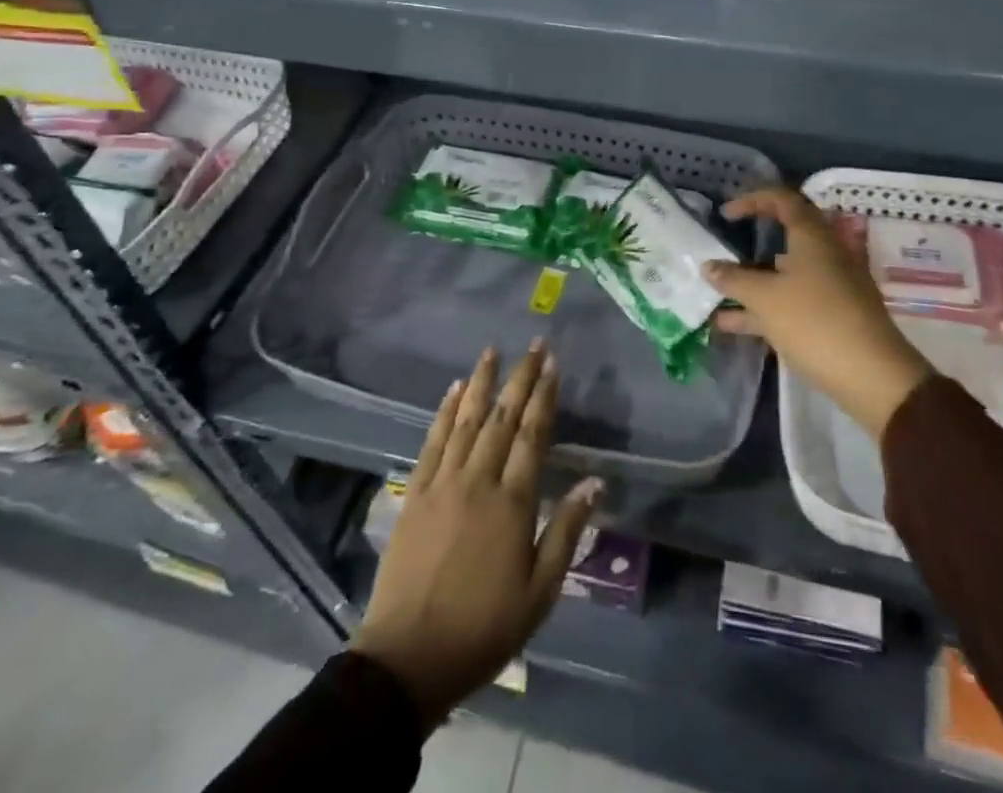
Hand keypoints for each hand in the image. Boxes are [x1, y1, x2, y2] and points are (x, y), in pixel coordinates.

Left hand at [352, 343, 600, 725]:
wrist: (408, 658)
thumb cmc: (483, 628)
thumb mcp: (540, 592)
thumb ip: (566, 531)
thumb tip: (594, 481)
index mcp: (512, 502)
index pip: (533, 435)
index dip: (544, 397)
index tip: (553, 364)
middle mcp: (478, 480)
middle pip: (503, 418)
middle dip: (521, 378)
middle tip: (534, 344)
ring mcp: (443, 483)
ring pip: (466, 420)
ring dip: (482, 383)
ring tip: (492, 351)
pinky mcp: (415, 494)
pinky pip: (432, 441)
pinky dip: (444, 412)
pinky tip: (453, 389)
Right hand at [705, 187, 933, 438]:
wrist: (873, 377)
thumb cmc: (815, 322)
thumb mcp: (765, 298)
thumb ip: (734, 280)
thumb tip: (708, 266)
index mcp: (813, 237)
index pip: (783, 200)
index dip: (753, 200)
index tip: (726, 214)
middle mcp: (825, 255)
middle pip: (786, 237)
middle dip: (752, 242)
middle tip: (725, 248)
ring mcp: (832, 286)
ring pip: (786, 274)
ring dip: (752, 281)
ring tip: (716, 293)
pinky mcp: (833, 316)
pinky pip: (792, 301)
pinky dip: (764, 308)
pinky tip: (732, 325)